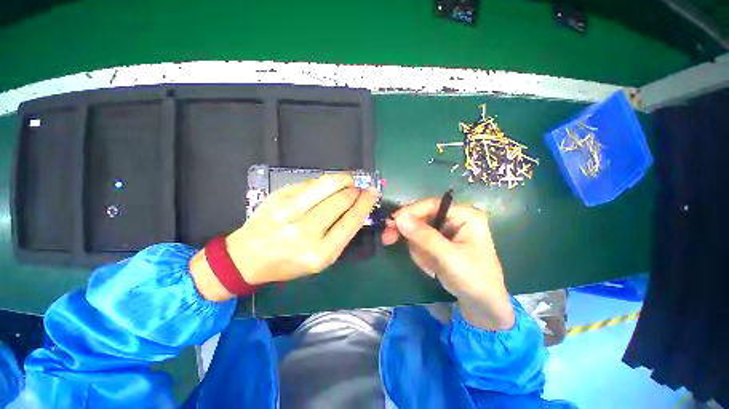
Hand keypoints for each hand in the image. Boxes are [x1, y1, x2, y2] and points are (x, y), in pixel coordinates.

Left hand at [190, 173, 379, 300]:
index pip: (351, 221)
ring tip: (350, 180)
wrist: (247, 258)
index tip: (372, 194)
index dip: (365, 204)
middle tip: (361, 188)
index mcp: (320, 253)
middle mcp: (305, 232)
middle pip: (341, 200)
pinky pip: (309, 183)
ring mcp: (288, 212)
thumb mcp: (321, 259)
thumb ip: (340, 234)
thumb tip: (356, 207)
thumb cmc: (288, 263)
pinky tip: (329, 183)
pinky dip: (325, 181)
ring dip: (344, 179)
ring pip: (326, 185)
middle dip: (356, 191)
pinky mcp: (277, 197)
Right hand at [381, 199, 513, 329]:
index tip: (391, 222)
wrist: (482, 308)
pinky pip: (421, 243)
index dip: (410, 211)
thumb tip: (399, 218)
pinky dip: (421, 255)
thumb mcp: (448, 257)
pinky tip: (432, 269)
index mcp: (465, 216)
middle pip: (422, 217)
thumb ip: (423, 236)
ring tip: (431, 268)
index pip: (432, 205)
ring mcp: (447, 232)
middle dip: (409, 233)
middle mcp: (456, 219)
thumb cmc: (473, 280)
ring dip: (418, 250)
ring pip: (419, 231)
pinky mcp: (441, 243)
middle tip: (388, 239)